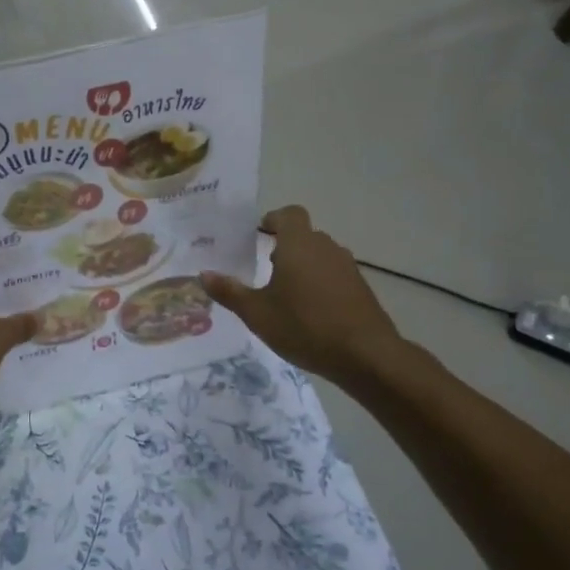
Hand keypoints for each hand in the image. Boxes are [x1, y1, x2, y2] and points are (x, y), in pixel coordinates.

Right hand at [201, 206, 405, 386]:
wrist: (365, 354)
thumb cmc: (304, 326)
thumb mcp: (257, 313)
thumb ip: (229, 292)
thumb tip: (204, 275)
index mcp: (299, 245)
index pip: (289, 214)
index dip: (273, 219)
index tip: (258, 233)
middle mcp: (326, 248)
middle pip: (304, 236)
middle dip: (284, 247)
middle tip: (264, 270)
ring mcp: (347, 267)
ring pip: (320, 256)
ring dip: (303, 267)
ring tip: (285, 294)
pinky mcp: (360, 288)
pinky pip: (334, 275)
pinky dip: (320, 284)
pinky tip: (310, 312)